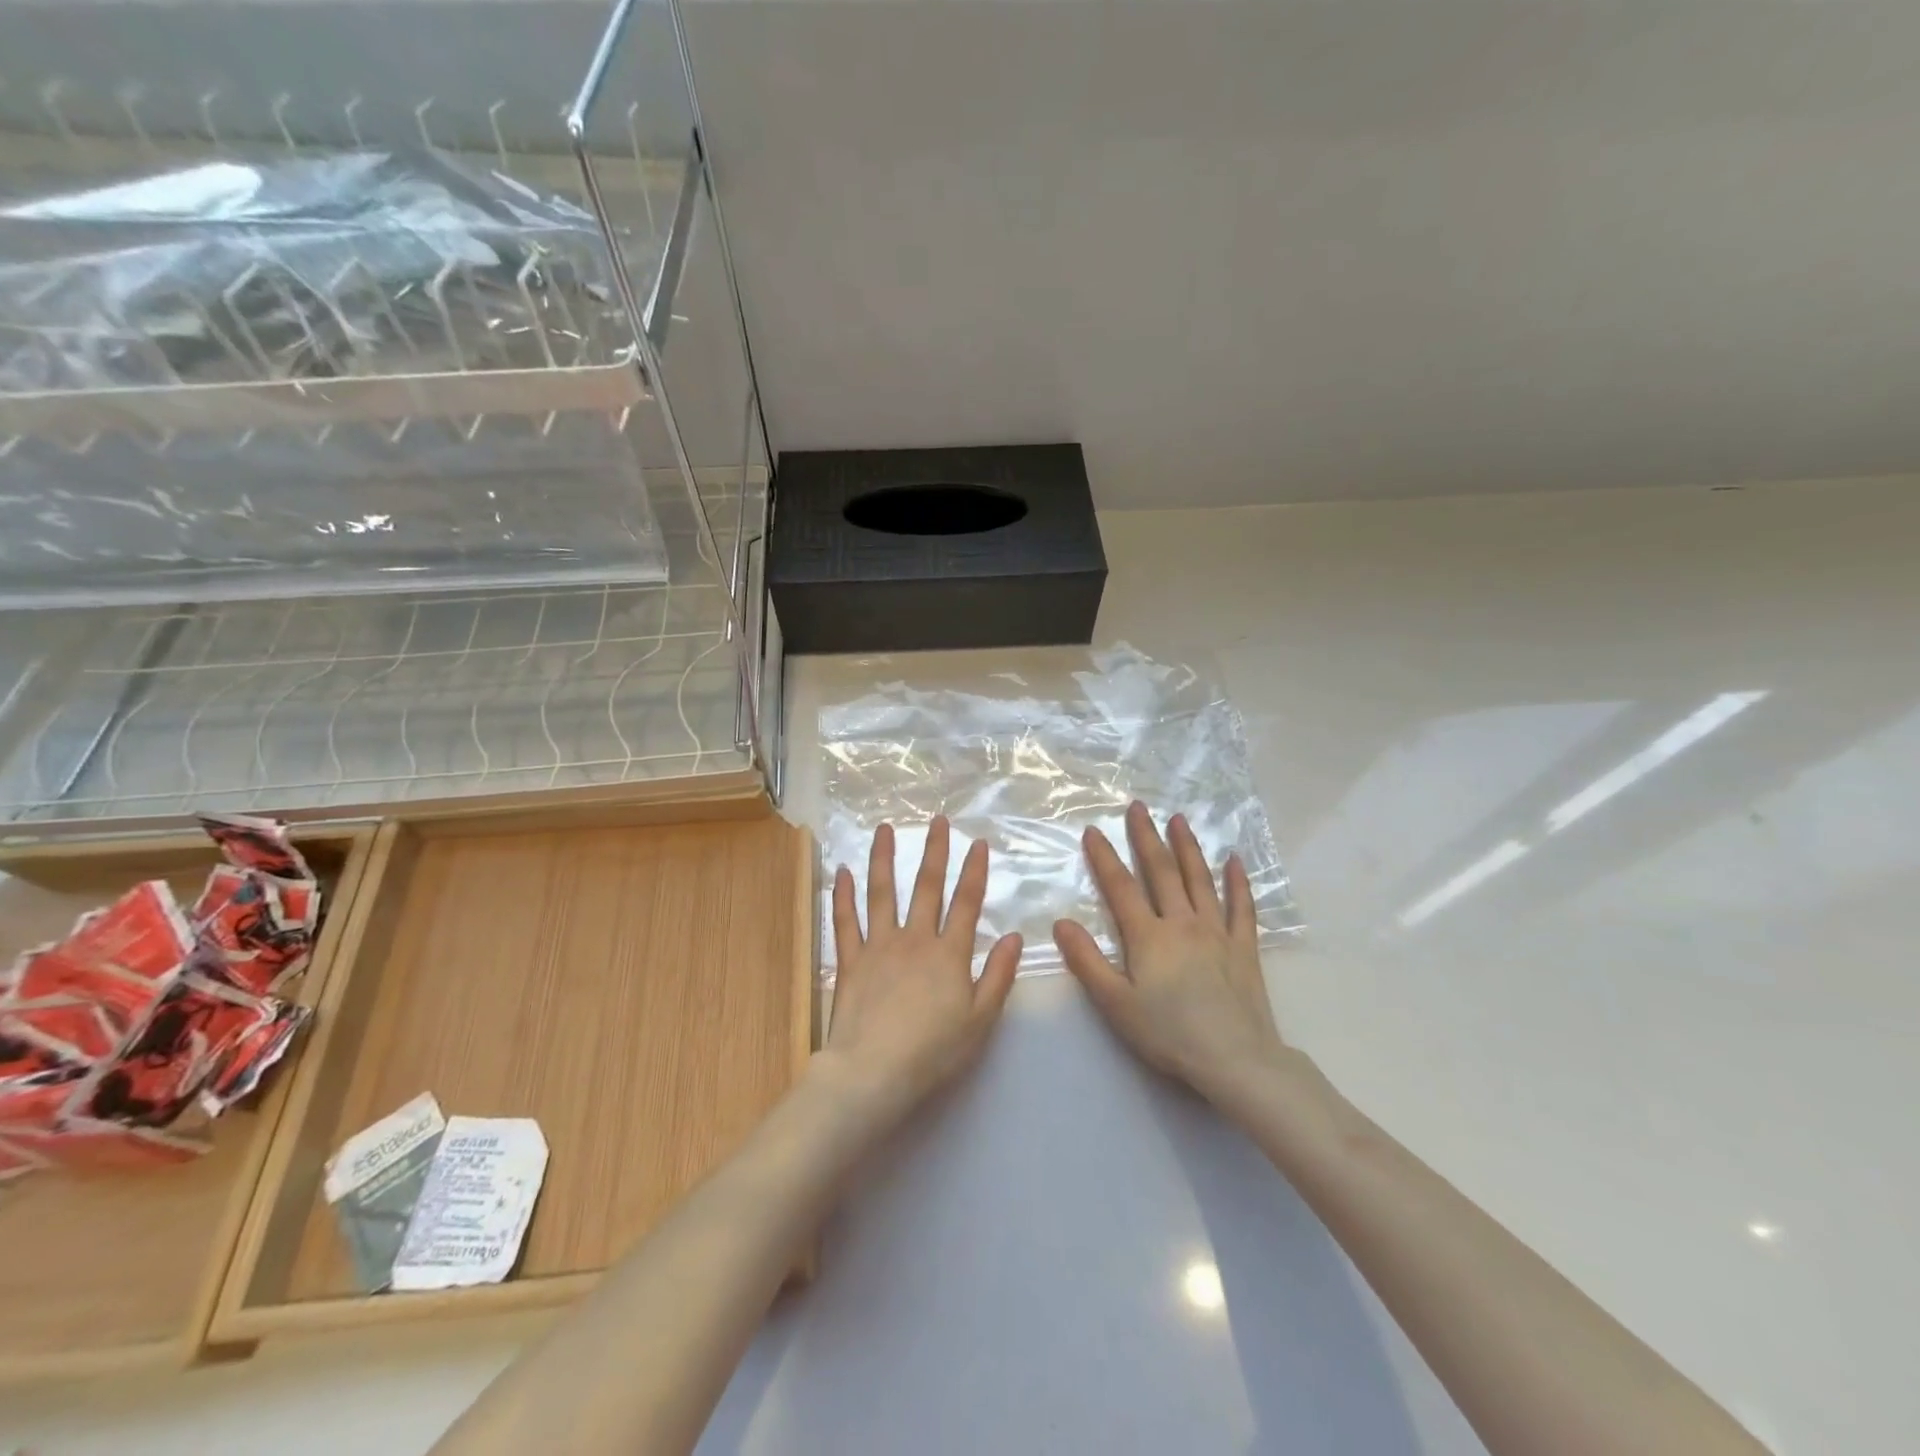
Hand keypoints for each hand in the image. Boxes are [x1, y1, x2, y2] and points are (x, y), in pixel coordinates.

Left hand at [816, 818, 1023, 1127]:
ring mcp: (878, 946)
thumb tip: (1014, 937)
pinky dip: (842, 895)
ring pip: (881, 893)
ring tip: (883, 828)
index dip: (974, 871)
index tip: (977, 842)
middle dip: (934, 851)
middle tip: (937, 820)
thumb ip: (998, 976)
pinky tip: (842, 871)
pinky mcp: (850, 961)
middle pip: (926, 887)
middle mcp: (914, 940)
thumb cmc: (933, 1052)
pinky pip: (845, 921)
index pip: (966, 903)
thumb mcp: (980, 1021)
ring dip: (883, 858)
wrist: (873, 1073)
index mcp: (949, 954)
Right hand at [1054, 802, 1285, 1107]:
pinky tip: (1235, 861)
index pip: (1121, 888)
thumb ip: (1087, 961)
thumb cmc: (1168, 1034)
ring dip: (1187, 847)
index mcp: (1149, 936)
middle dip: (1146, 837)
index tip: (1093, 830)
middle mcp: (1182, 923)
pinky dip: (1238, 882)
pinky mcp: (1244, 947)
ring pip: (1200, 880)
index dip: (1105, 857)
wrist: (1235, 1060)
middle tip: (1137, 807)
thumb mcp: (1115, 1003)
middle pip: (1161, 872)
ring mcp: (1217, 932)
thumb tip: (1062, 923)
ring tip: (1178, 819)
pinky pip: (1241, 907)